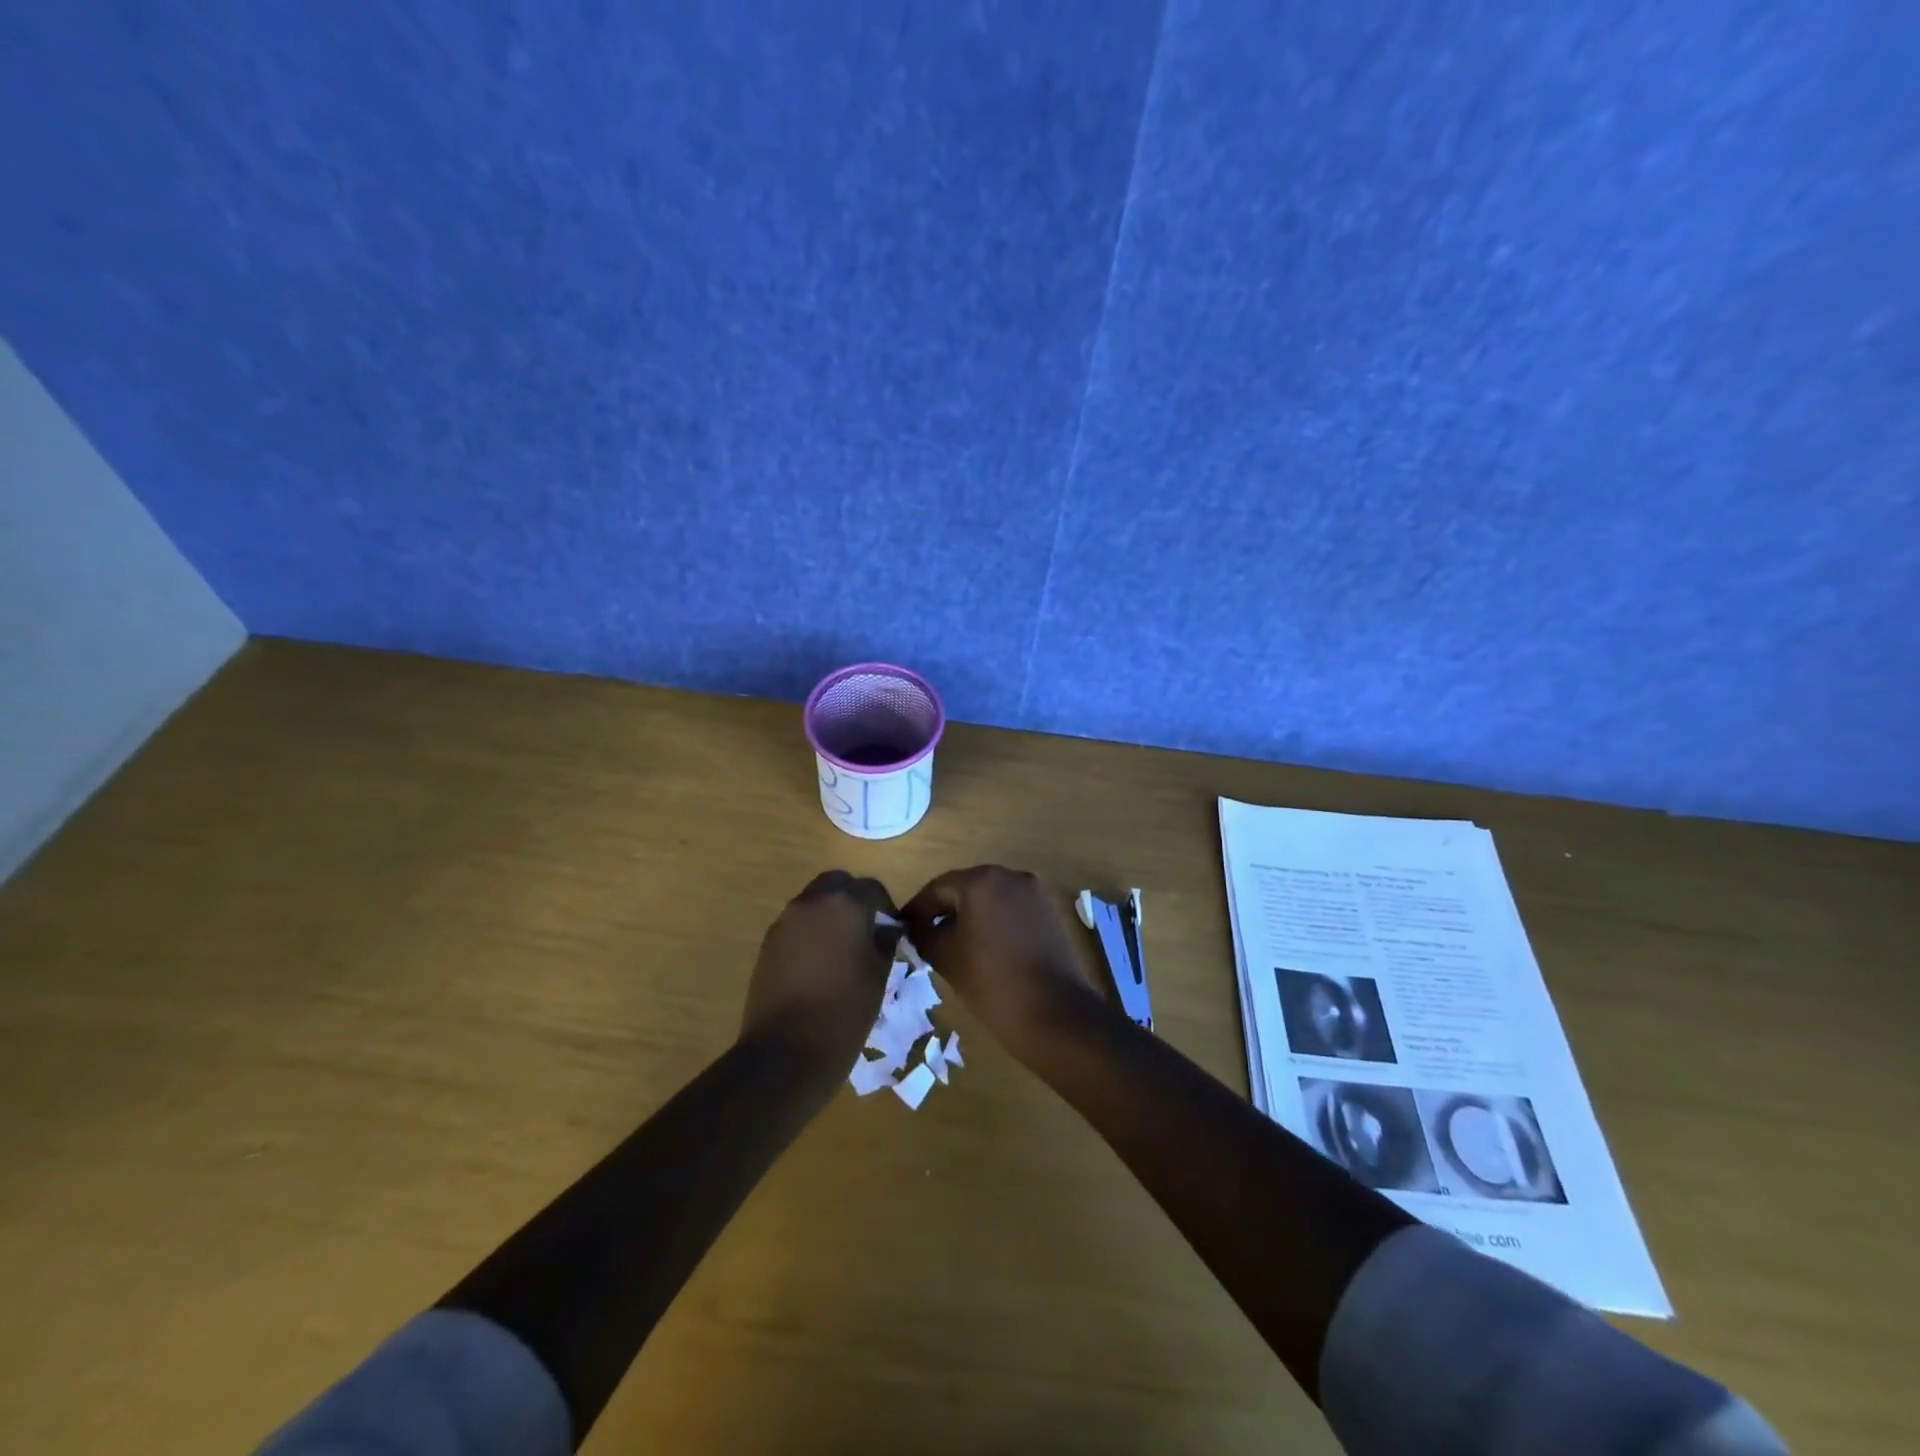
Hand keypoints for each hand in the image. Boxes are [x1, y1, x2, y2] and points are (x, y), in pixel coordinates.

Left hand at [739, 871, 901, 1083]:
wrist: (785, 1052)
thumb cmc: (844, 1011)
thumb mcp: (879, 975)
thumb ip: (885, 942)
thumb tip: (888, 928)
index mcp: (845, 904)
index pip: (872, 888)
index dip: (885, 906)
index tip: (892, 930)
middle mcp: (812, 902)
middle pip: (837, 884)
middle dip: (853, 899)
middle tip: (866, 929)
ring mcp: (785, 921)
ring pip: (813, 902)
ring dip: (830, 914)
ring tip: (843, 948)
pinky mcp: (768, 943)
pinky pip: (796, 924)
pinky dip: (811, 931)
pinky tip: (820, 963)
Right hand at [900, 866, 1097, 1058]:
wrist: (1051, 1011)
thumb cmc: (990, 981)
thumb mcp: (945, 956)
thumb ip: (924, 933)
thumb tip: (916, 926)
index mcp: (980, 881)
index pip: (938, 888)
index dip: (918, 908)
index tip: (902, 926)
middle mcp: (1009, 875)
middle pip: (966, 887)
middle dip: (945, 908)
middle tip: (925, 932)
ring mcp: (1033, 891)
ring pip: (990, 896)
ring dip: (971, 913)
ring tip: (954, 940)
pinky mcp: (1048, 909)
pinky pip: (1011, 907)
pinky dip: (994, 919)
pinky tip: (984, 944)